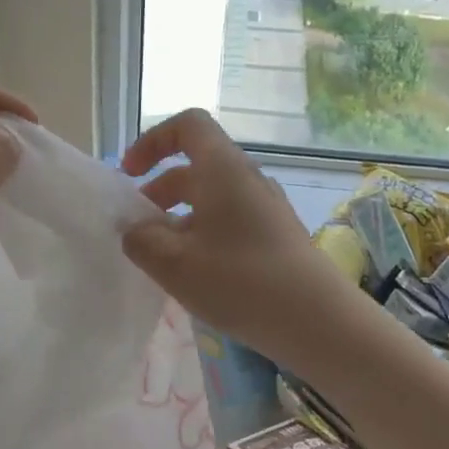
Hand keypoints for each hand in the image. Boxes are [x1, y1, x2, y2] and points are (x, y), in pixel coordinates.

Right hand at [120, 109, 356, 367]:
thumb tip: (134, 230)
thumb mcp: (174, 264)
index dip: (153, 141)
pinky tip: (194, 274)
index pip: (188, 126)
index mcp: (223, 169)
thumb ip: (141, 240)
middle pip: (196, 166)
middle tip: (136, 227)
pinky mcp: (276, 237)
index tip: (130, 175)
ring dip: (179, 218)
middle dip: (159, 190)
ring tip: (160, 257)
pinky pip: (229, 222)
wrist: (319, 322)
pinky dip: (202, 235)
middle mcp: (247, 179)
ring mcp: (266, 209)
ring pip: (212, 198)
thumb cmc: (240, 282)